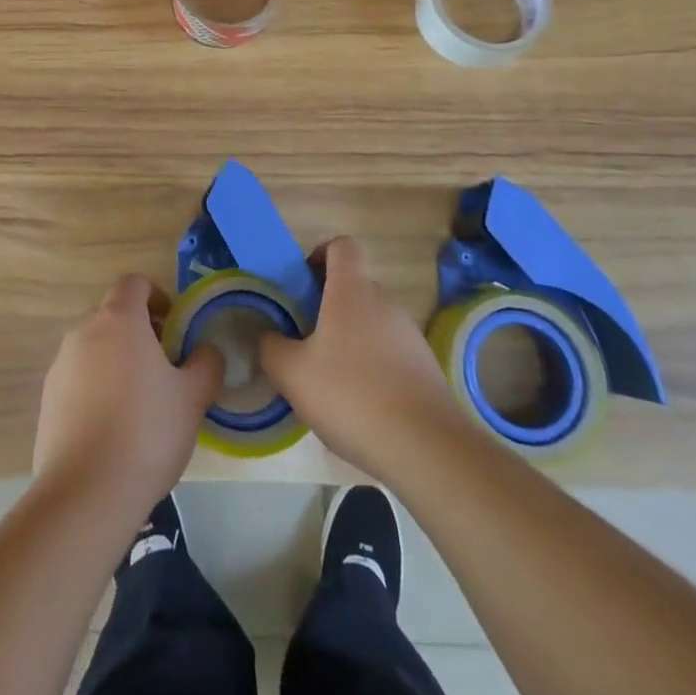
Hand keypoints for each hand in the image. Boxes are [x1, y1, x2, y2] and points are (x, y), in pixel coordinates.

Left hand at [33, 275, 222, 517]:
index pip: (134, 283)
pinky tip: (113, 430)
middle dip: (138, 332)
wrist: (86, 492)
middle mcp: (84, 331)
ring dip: (116, 362)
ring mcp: (60, 365)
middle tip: (163, 367)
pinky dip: (96, 390)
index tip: (174, 325)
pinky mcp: (46, 400)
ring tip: (139, 404)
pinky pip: (77, 380)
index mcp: (119, 319)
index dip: (156, 296)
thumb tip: (206, 352)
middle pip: (113, 315)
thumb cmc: (147, 431)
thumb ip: (206, 364)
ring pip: (94, 348)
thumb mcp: (193, 397)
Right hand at [259, 236, 460, 483]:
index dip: (320, 254)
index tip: (302, 283)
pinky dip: (372, 367)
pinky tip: (360, 405)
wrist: (426, 449)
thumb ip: (271, 347)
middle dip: (328, 306)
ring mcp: (410, 335)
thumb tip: (269, 337)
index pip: (342, 246)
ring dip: (350, 339)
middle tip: (305, 339)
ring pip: (372, 323)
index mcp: (352, 291)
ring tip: (330, 380)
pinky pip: (390, 353)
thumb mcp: (292, 373)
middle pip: (354, 287)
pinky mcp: (425, 368)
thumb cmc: (351, 395)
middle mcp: (385, 303)